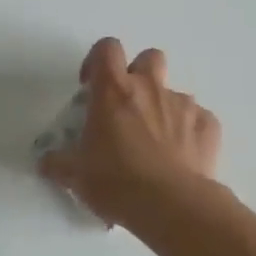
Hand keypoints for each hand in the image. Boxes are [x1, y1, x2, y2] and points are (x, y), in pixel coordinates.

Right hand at [39, 38, 221, 227]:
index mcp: (113, 90)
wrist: (173, 206)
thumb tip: (46, 163)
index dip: (98, 60)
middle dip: (139, 74)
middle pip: (149, 58)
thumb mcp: (76, 175)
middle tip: (128, 106)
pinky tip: (181, 158)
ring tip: (156, 142)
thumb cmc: (116, 182)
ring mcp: (183, 105)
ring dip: (163, 108)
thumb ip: (58, 163)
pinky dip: (188, 132)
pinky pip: (198, 119)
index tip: (91, 85)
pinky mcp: (209, 126)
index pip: (107, 48)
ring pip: (174, 92)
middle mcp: (150, 88)